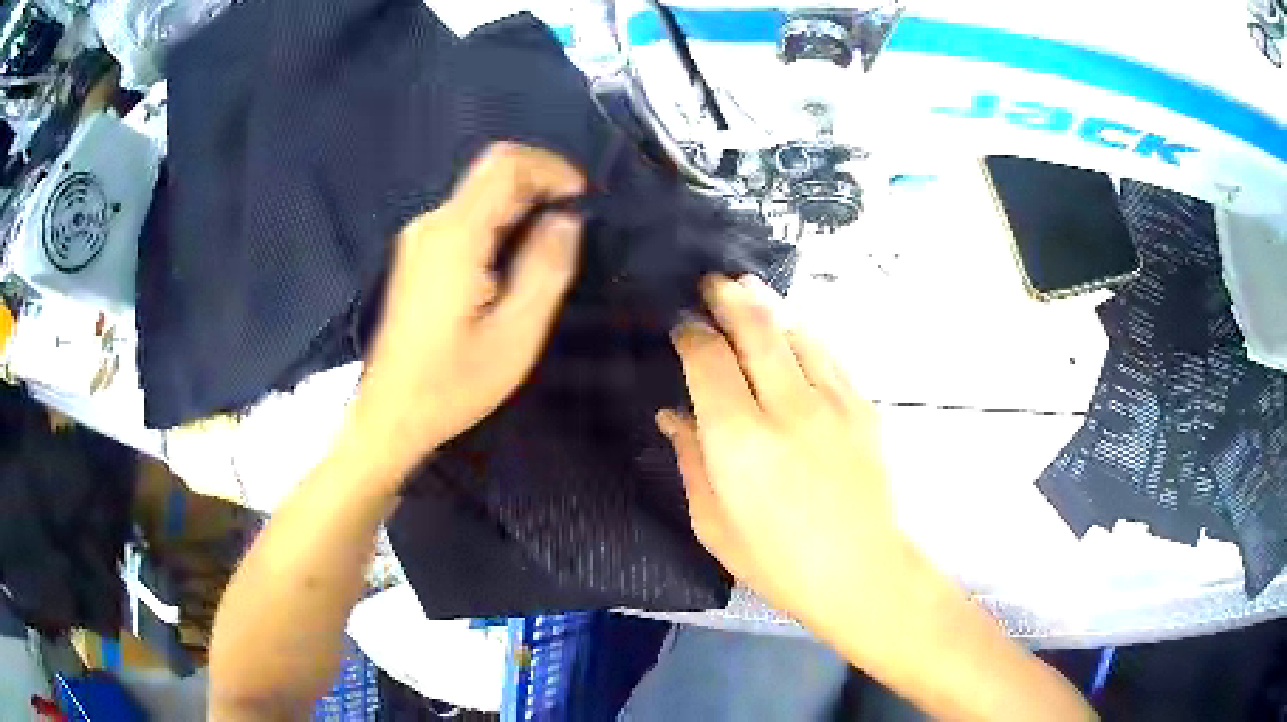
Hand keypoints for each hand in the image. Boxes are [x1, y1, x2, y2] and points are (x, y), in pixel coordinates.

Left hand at [353, 143, 584, 475]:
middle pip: (491, 175)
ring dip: (520, 207)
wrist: (391, 415)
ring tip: (548, 249)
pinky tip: (512, 264)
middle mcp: (431, 224)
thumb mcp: (516, 335)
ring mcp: (419, 239)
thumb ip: (546, 269)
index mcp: (455, 237)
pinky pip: (465, 220)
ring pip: (479, 197)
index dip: (550, 167)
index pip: (505, 165)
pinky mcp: (417, 256)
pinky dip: (499, 225)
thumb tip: (565, 221)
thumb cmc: (452, 384)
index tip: (580, 198)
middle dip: (539, 187)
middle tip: (570, 229)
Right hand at [658, 275, 920, 639]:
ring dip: (768, 306)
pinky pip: (828, 354)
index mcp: (739, 441)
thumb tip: (674, 415)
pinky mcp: (862, 407)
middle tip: (713, 282)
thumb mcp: (714, 524)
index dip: (691, 335)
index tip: (682, 327)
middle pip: (754, 329)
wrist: (861, 572)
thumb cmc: (777, 562)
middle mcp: (786, 408)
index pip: (707, 360)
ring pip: (795, 331)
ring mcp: (832, 402)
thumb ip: (691, 461)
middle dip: (728, 297)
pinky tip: (793, 331)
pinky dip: (804, 334)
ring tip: (749, 291)